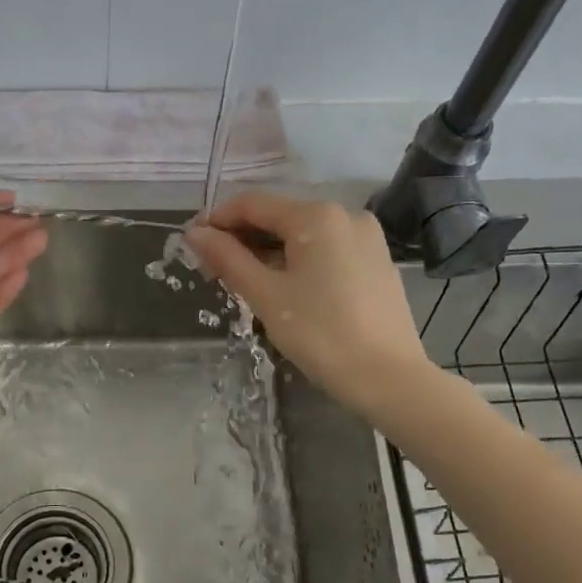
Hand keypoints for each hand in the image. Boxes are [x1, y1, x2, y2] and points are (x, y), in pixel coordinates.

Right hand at [185, 192, 429, 418]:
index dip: (218, 220)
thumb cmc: (321, 334)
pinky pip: (327, 250)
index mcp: (316, 216)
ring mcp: (367, 238)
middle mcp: (345, 215)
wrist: (389, 378)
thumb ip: (228, 259)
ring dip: (269, 251)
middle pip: (280, 217)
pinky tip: (285, 288)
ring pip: (304, 235)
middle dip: (243, 238)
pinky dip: (299, 261)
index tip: (192, 243)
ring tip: (244, 281)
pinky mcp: (377, 262)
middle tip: (213, 269)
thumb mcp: (266, 295)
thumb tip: (195, 233)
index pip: (253, 204)